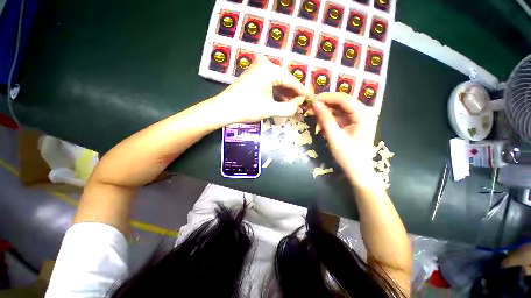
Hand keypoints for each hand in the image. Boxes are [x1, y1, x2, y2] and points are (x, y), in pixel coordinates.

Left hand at [213, 55, 312, 123]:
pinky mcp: (254, 76)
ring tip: (293, 106)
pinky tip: (282, 102)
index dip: (302, 91)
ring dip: (285, 95)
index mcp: (270, 70)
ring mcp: (258, 70)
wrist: (224, 109)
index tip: (311, 99)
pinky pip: (270, 84)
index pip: (292, 81)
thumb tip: (299, 105)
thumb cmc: (247, 108)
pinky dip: (276, 93)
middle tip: (302, 104)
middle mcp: (265, 65)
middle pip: (285, 81)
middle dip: (294, 94)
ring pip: (278, 83)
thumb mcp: (270, 110)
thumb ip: (288, 108)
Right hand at [312, 92, 378, 186]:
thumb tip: (314, 103)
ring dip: (326, 112)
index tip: (311, 99)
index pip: (344, 99)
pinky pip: (340, 117)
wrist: (358, 171)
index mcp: (364, 114)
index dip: (326, 97)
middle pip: (342, 102)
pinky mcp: (354, 124)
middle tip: (310, 108)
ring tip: (313, 117)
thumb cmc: (348, 155)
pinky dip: (329, 120)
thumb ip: (324, 118)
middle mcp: (364, 113)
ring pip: (340, 109)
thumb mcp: (334, 136)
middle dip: (325, 104)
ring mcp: (359, 118)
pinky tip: (321, 125)